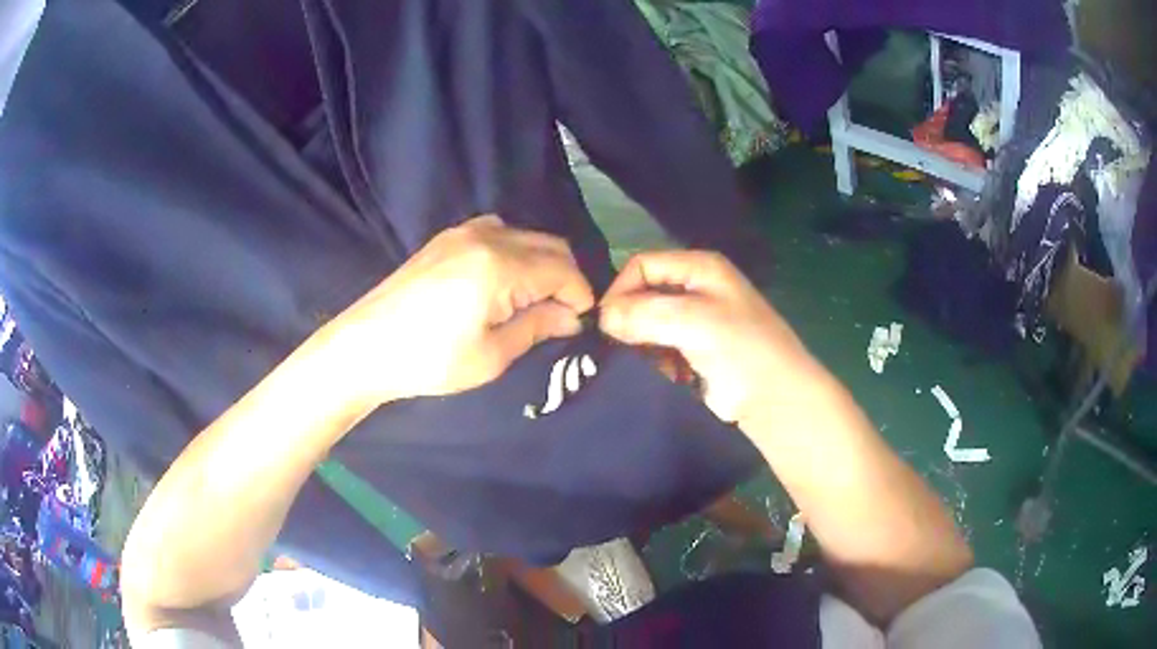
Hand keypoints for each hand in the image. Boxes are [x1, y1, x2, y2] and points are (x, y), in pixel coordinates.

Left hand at [323, 215, 594, 405]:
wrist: (364, 346)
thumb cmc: (428, 361)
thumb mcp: (491, 356)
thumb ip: (537, 327)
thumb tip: (572, 316)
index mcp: (501, 265)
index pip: (563, 269)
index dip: (580, 295)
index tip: (580, 323)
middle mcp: (487, 236)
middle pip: (549, 245)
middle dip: (566, 277)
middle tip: (561, 315)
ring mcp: (463, 232)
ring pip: (525, 236)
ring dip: (541, 263)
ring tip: (533, 301)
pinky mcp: (446, 238)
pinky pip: (498, 232)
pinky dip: (515, 252)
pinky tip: (504, 281)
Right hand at [599, 250, 830, 427]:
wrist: (774, 399)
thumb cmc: (741, 349)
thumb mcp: (694, 321)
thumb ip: (644, 313)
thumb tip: (602, 316)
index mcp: (699, 267)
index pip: (642, 265)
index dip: (621, 289)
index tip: (606, 323)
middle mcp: (694, 288)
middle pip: (643, 294)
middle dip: (627, 319)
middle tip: (620, 347)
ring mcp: (694, 321)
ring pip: (646, 323)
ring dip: (639, 343)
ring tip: (643, 364)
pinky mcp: (691, 351)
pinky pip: (657, 348)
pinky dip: (652, 360)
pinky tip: (661, 374)